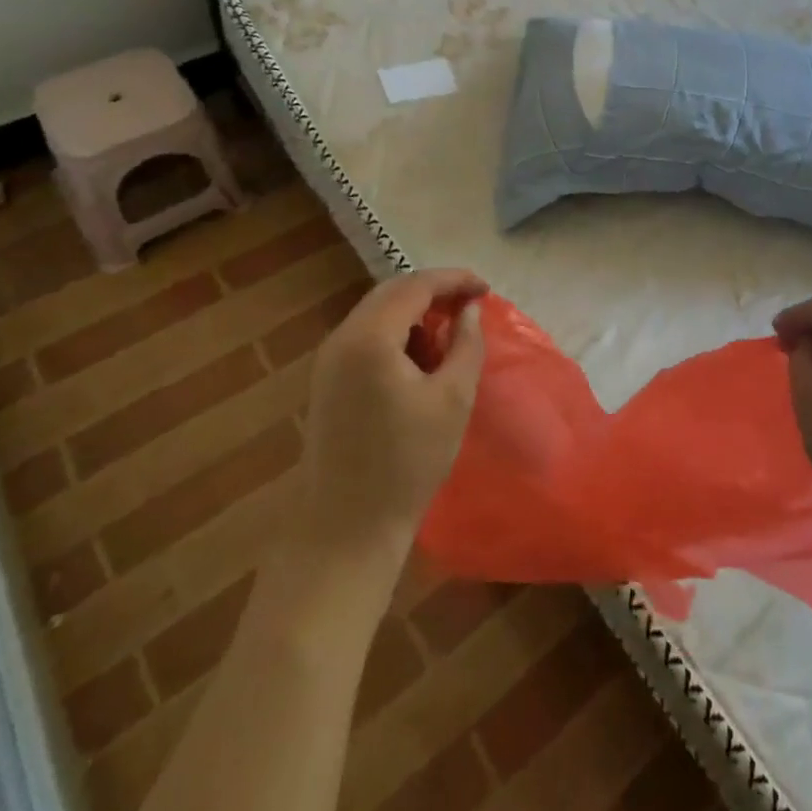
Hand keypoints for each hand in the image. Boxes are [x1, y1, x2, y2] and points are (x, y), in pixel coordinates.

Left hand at [301, 269, 488, 563]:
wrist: (344, 530)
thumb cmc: (407, 463)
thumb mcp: (453, 399)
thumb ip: (466, 343)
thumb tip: (470, 310)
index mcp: (370, 338)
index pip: (416, 286)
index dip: (454, 280)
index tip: (486, 289)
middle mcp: (342, 338)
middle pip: (392, 293)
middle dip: (434, 292)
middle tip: (470, 305)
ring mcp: (328, 360)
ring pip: (377, 313)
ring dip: (414, 312)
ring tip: (449, 332)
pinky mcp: (326, 382)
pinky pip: (365, 337)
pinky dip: (396, 333)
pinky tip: (419, 358)